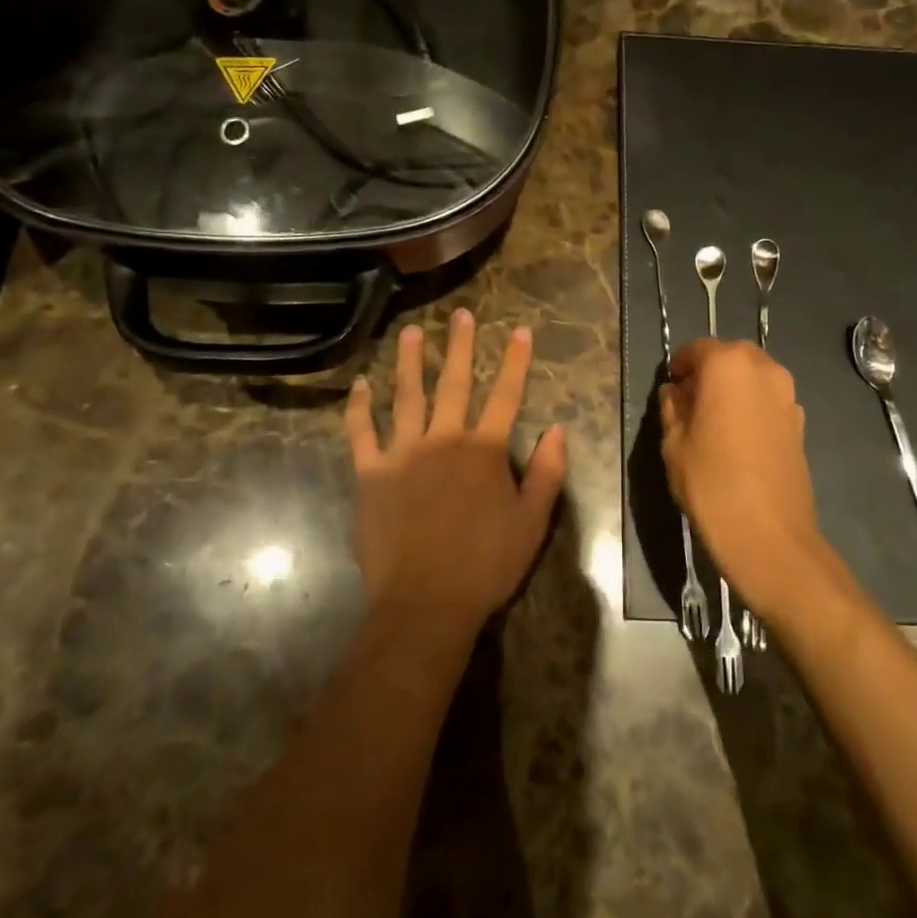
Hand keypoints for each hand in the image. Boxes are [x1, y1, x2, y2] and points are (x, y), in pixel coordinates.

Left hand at [346, 309, 566, 637]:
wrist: (425, 603)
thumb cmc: (485, 565)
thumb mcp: (533, 522)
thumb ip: (547, 472)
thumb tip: (557, 428)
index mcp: (484, 451)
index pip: (505, 395)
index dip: (515, 361)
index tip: (520, 330)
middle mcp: (443, 440)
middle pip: (453, 383)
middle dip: (459, 346)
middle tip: (460, 314)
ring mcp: (403, 454)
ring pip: (406, 397)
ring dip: (409, 362)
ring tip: (410, 332)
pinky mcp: (370, 474)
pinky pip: (361, 433)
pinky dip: (359, 408)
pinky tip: (360, 384)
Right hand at [660, 338, 841, 621]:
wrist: (771, 536)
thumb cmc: (712, 484)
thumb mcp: (675, 444)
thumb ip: (672, 408)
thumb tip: (676, 392)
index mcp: (728, 365)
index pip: (697, 349)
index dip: (680, 365)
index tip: (671, 387)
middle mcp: (764, 369)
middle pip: (730, 357)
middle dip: (709, 372)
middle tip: (690, 403)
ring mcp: (787, 395)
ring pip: (752, 377)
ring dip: (733, 388)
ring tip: (714, 422)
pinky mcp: (800, 422)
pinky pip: (769, 400)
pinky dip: (752, 407)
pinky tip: (738, 440)